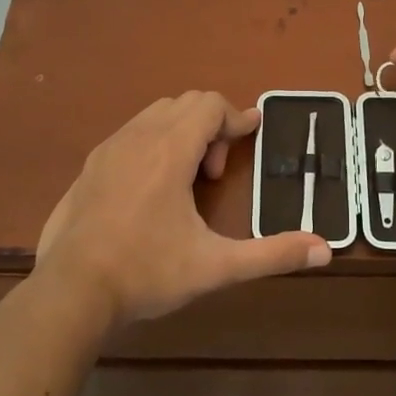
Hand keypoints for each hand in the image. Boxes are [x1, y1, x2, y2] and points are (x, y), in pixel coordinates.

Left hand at [34, 92, 330, 326]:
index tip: (254, 134)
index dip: (237, 118)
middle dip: (211, 126)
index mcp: (169, 150)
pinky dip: (153, 143)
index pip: (210, 104)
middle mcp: (138, 137)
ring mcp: (108, 150)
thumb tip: (325, 250)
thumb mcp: (216, 266)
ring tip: (187, 181)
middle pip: (185, 103)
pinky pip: (130, 133)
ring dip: (182, 133)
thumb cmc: (147, 272)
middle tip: (216, 173)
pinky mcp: (88, 167)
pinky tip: (152, 190)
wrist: (70, 293)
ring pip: (155, 115)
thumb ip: (272, 254)